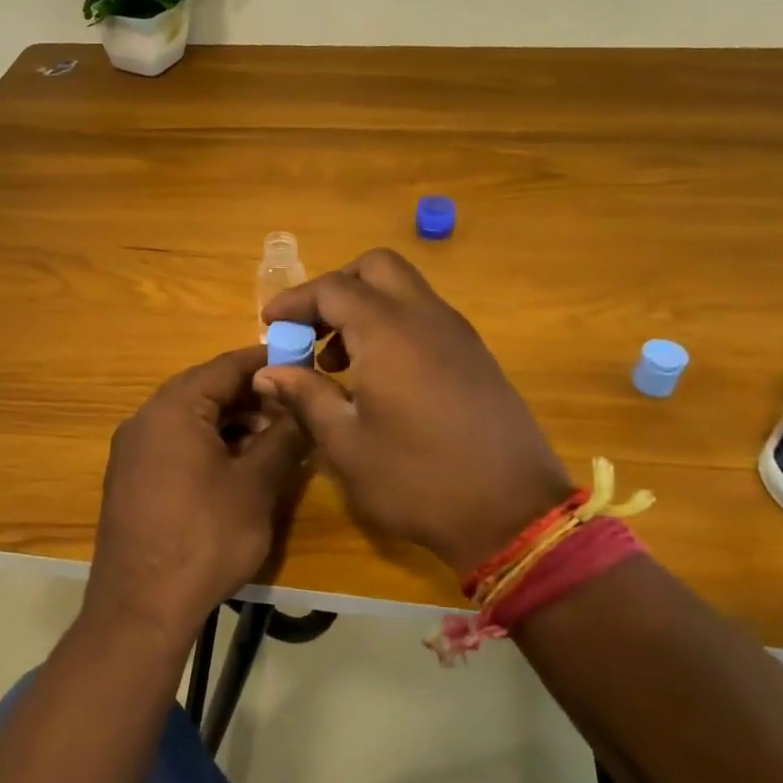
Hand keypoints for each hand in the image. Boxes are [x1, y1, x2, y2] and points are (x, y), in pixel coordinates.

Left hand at [86, 346, 309, 650]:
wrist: (140, 608)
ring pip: (191, 419)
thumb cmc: (204, 538)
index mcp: (173, 408)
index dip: (267, 362)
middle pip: (206, 390)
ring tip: (273, 443)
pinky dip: (208, 445)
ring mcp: (132, 449)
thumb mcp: (256, 486)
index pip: (226, 366)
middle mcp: (145, 418)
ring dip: (232, 424)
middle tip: (295, 410)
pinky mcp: (130, 478)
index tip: (303, 363)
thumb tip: (305, 406)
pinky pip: (175, 444)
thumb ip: (284, 437)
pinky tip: (237, 468)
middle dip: (252, 397)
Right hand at [257, 249, 573, 576]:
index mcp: (389, 332)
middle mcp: (426, 318)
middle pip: (376, 268)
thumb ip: (305, 396)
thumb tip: (269, 372)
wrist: (513, 514)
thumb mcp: (346, 444)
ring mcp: (458, 334)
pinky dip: (393, 325)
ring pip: (404, 290)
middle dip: (336, 288)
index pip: (333, 288)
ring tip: (338, 361)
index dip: (295, 301)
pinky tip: (380, 377)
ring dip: (365, 308)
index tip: (271, 324)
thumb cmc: (417, 480)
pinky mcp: (476, 356)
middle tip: (311, 329)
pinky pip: (426, 317)